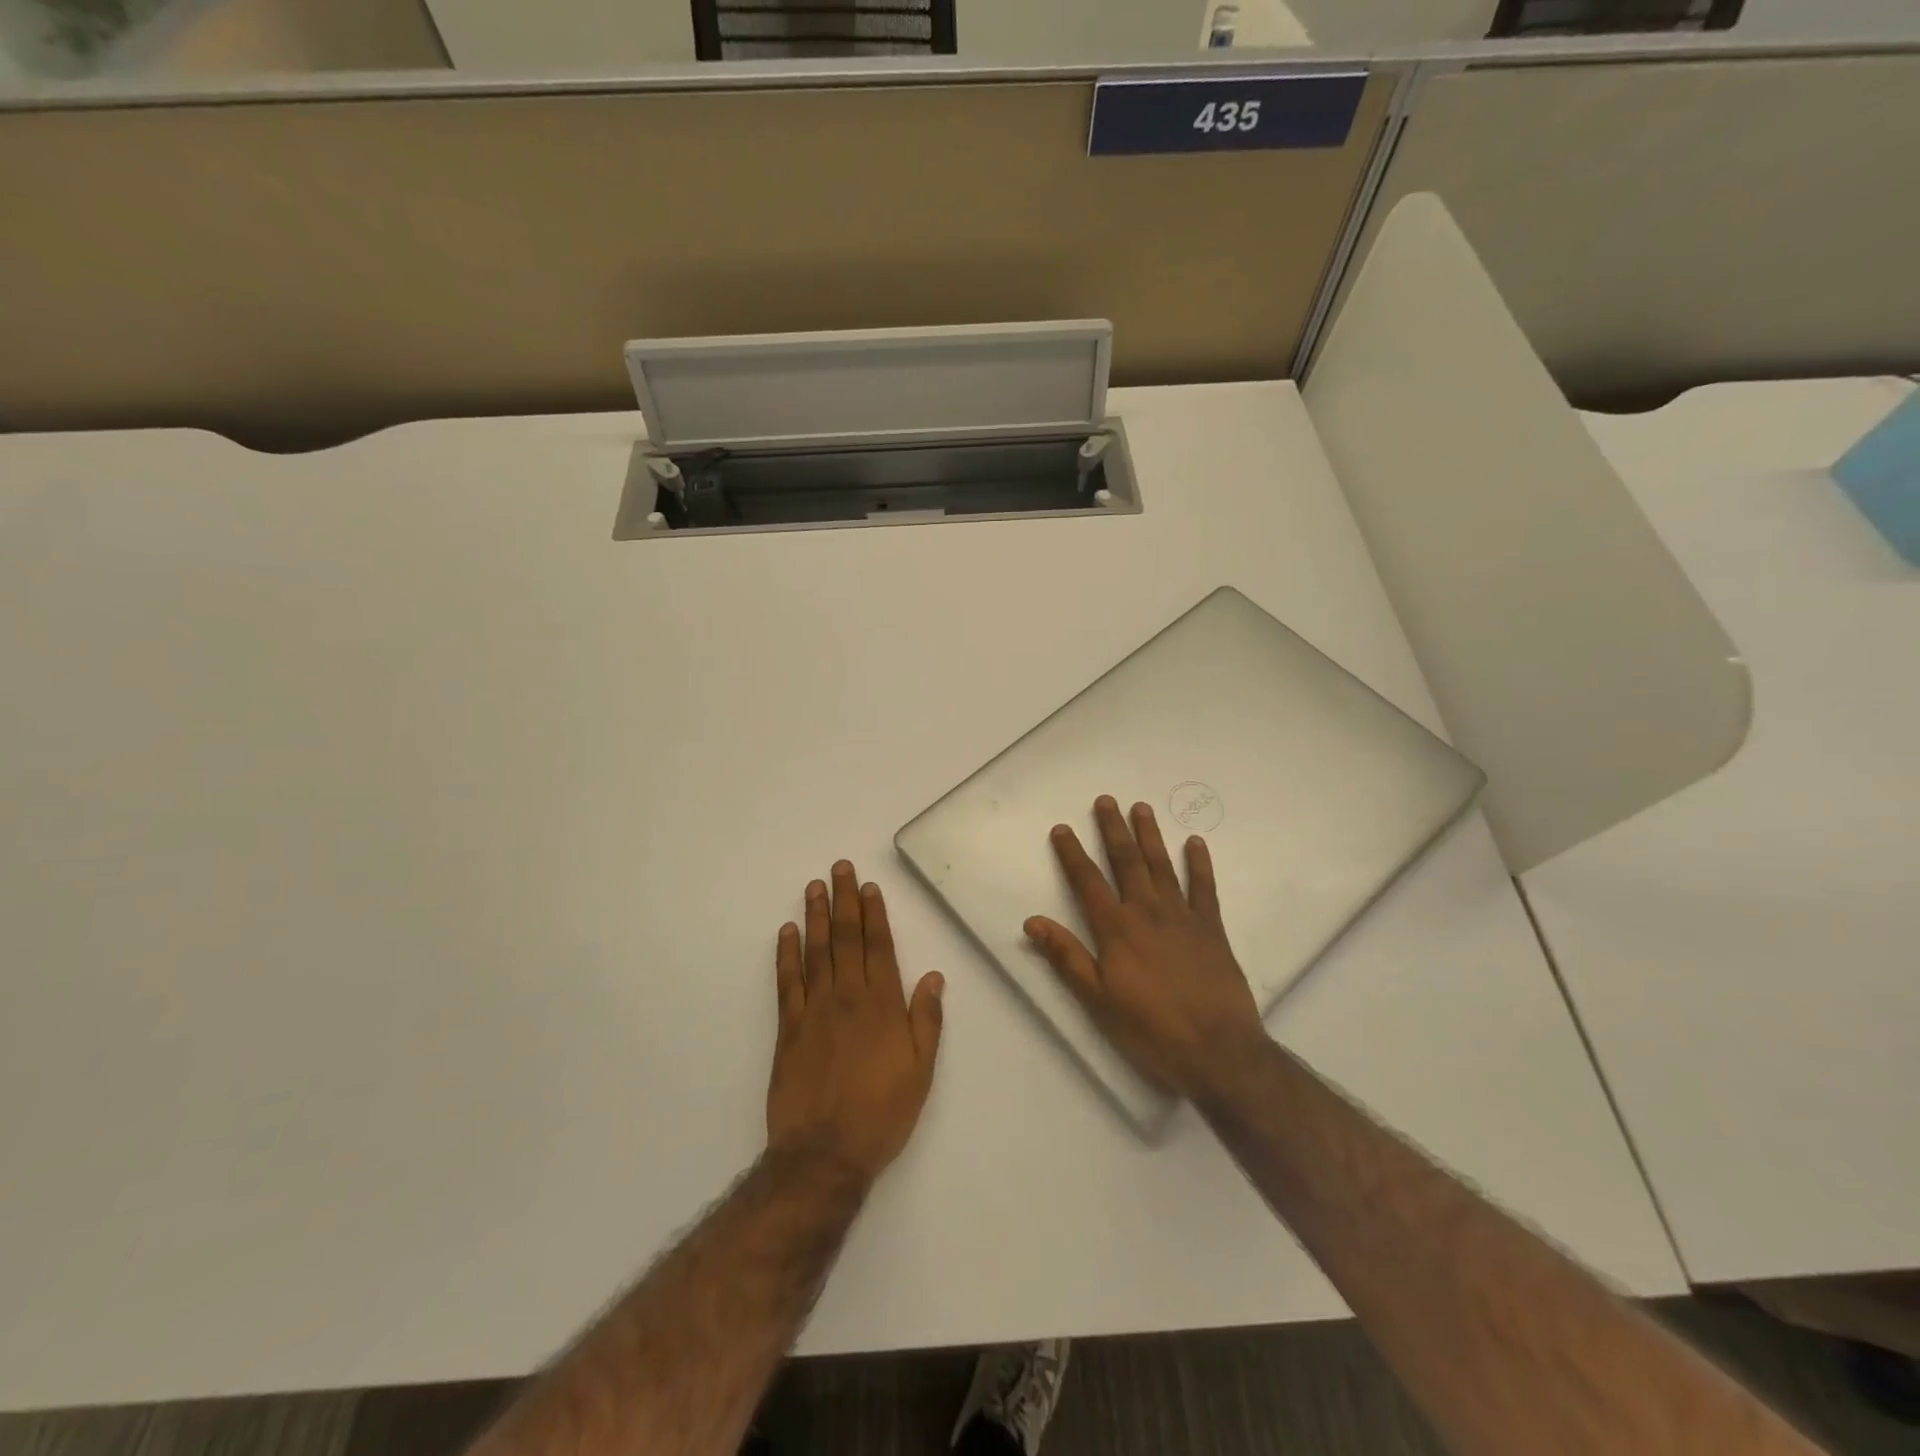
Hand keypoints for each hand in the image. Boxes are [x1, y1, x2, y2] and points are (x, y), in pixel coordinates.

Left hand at [767, 861, 944, 1185]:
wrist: (824, 1154)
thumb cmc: (882, 1113)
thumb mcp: (921, 1071)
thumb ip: (926, 1020)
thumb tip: (932, 976)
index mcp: (883, 1005)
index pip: (879, 947)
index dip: (874, 913)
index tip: (868, 886)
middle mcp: (848, 997)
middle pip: (846, 938)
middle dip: (844, 900)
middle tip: (838, 868)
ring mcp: (814, 1010)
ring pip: (816, 951)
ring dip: (816, 916)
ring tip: (814, 887)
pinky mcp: (788, 1028)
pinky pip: (786, 982)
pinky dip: (786, 954)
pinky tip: (787, 931)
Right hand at [1025, 796, 1265, 1100]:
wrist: (1218, 1052)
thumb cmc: (1151, 1030)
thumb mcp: (1098, 1000)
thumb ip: (1067, 957)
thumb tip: (1033, 921)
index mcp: (1116, 929)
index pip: (1088, 882)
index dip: (1072, 854)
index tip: (1062, 828)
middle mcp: (1147, 912)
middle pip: (1127, 862)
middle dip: (1113, 830)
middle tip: (1106, 800)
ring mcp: (1183, 917)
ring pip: (1162, 866)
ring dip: (1150, 836)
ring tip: (1141, 808)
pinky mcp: (1212, 929)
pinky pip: (1204, 888)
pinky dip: (1199, 864)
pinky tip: (1195, 843)